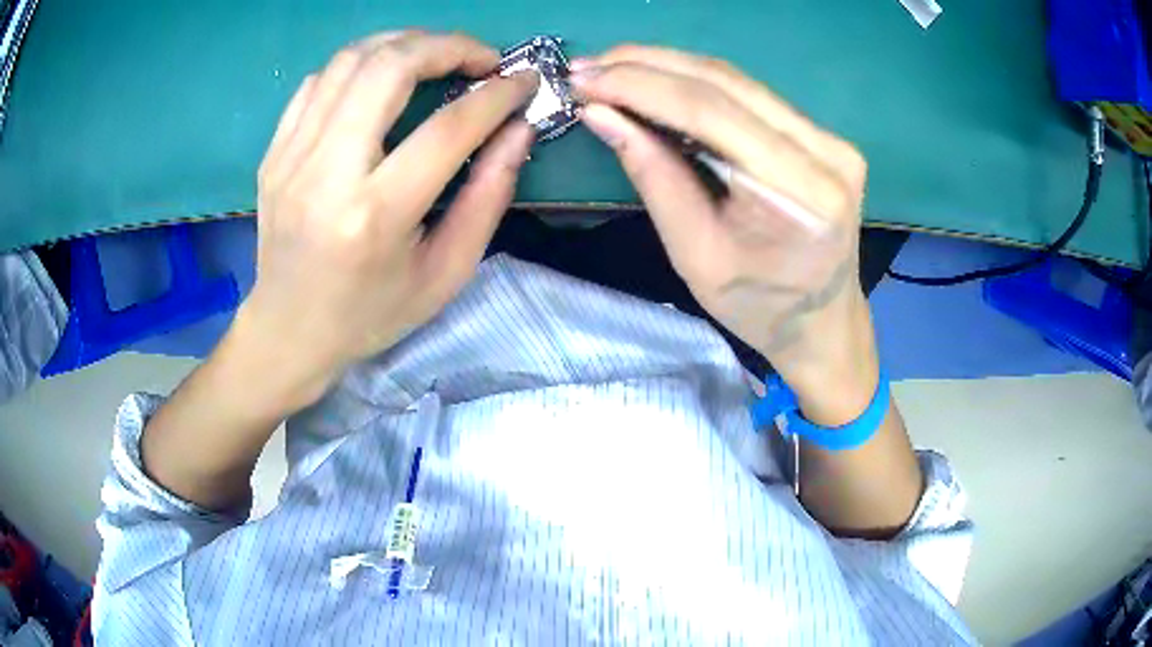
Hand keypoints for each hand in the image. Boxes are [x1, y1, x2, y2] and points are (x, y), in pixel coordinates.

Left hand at [237, 31, 537, 408]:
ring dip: (405, 42)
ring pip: (352, 60)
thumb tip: (517, 130)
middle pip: (390, 68)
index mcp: (375, 216)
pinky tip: (383, 77)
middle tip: (481, 57)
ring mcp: (292, 157)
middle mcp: (327, 174)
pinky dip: (362, 64)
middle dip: (448, 45)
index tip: (525, 80)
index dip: (496, 95)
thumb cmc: (371, 313)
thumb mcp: (445, 273)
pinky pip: (321, 81)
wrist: (288, 329)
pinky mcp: (275, 151)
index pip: (447, 129)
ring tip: (437, 55)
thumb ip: (488, 198)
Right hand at [572, 46, 877, 424]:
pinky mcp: (824, 137)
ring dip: (668, 68)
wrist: (822, 323)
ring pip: (737, 81)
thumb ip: (653, 175)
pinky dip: (696, 85)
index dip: (640, 87)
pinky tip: (656, 82)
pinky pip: (751, 96)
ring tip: (611, 68)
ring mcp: (831, 140)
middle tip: (587, 66)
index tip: (582, 78)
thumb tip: (600, 113)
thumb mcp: (694, 254)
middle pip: (725, 83)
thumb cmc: (758, 307)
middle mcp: (826, 153)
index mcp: (801, 193)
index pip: (711, 112)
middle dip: (647, 66)